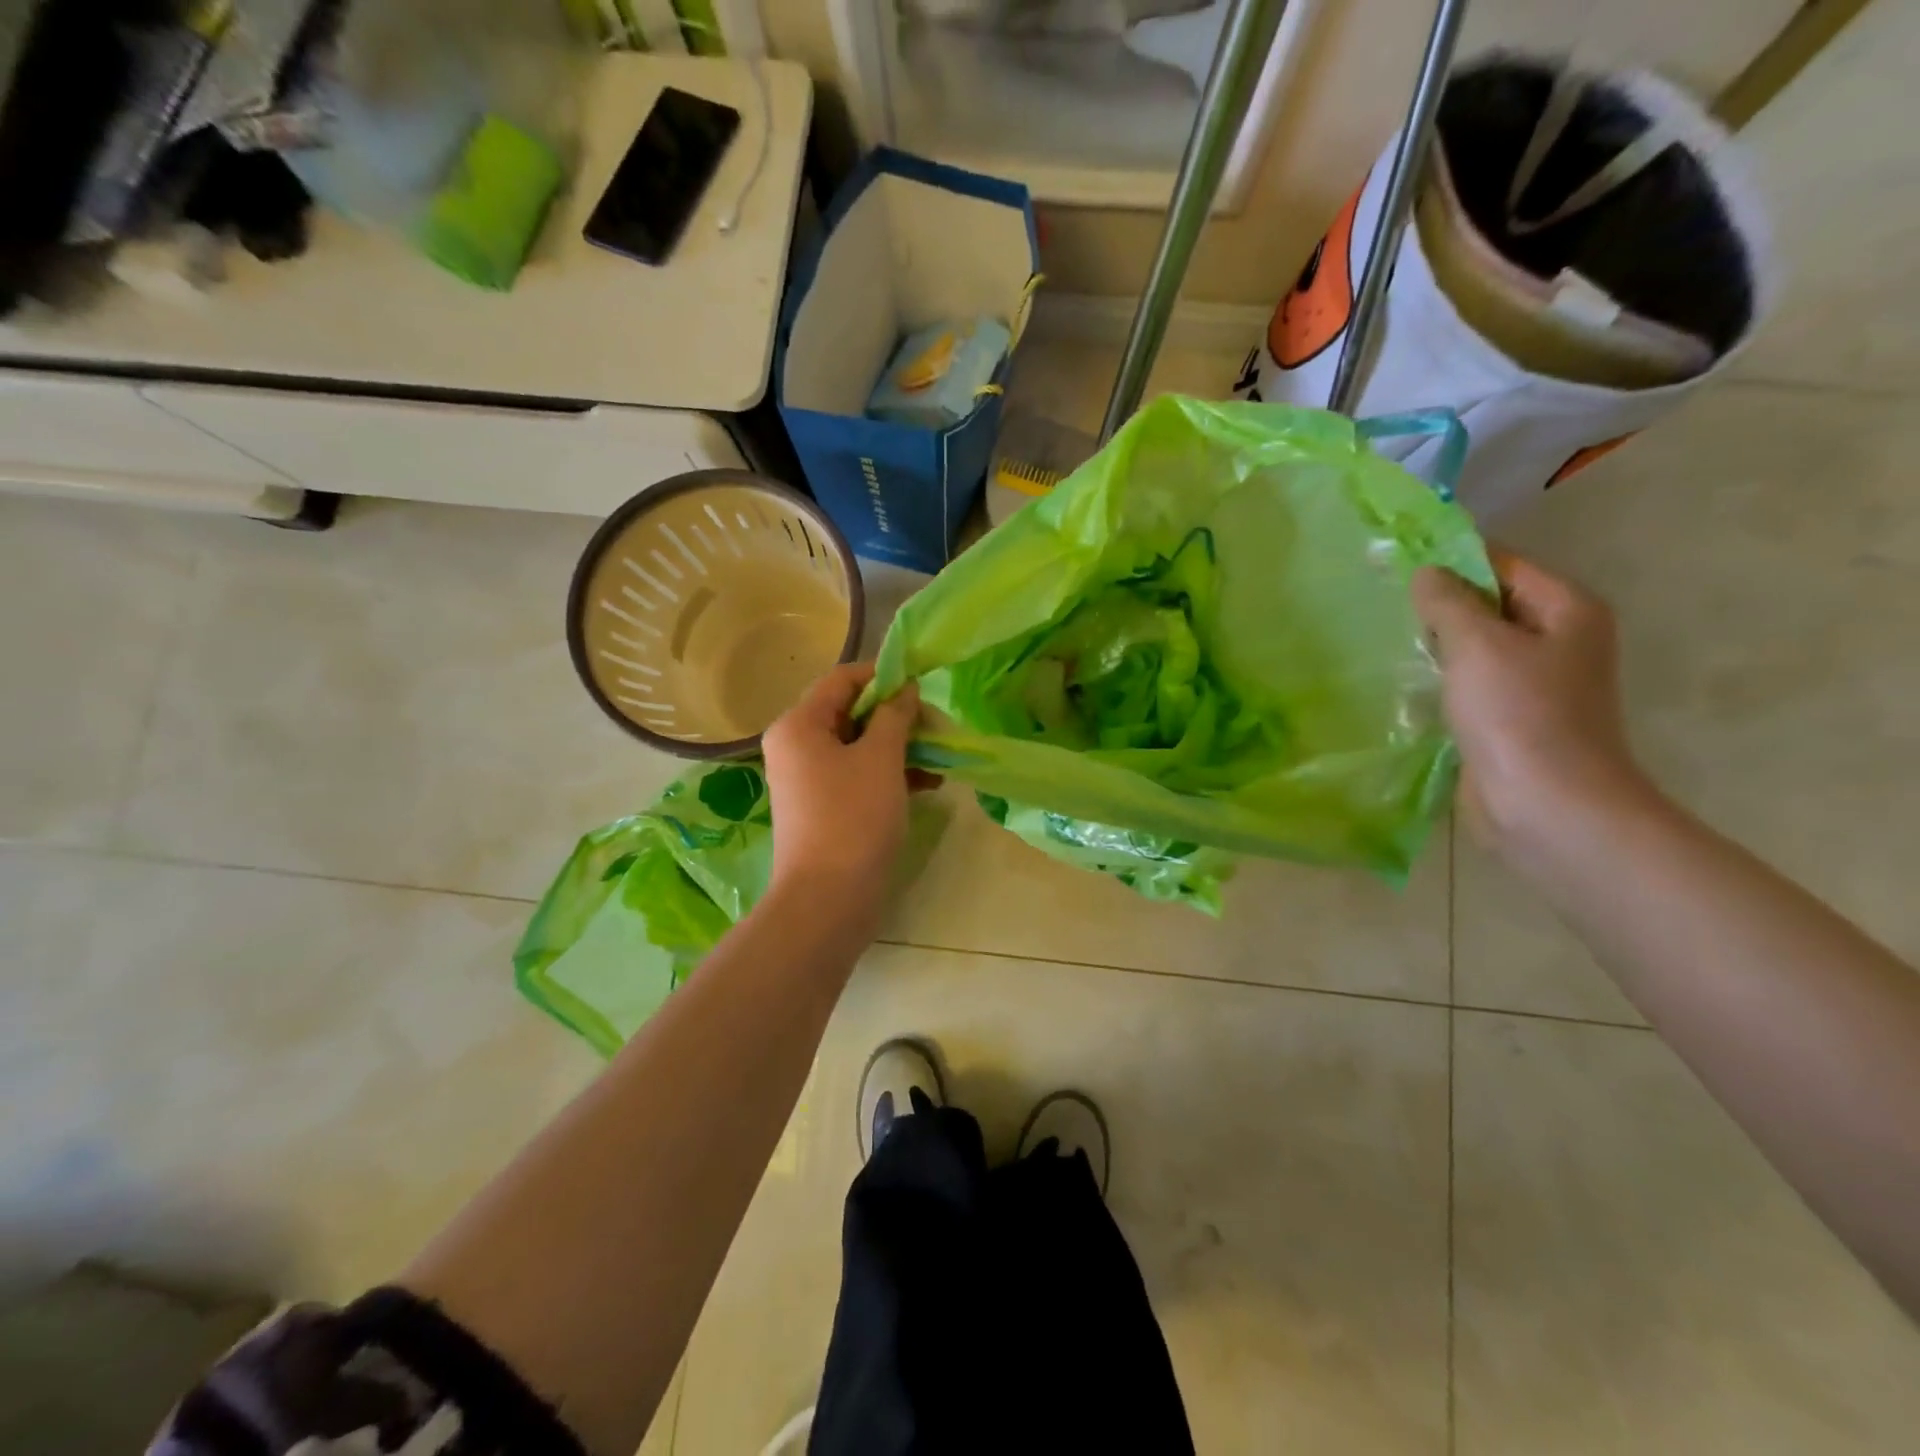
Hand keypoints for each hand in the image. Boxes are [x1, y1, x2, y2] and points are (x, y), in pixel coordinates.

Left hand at [760, 662, 923, 921]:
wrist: (828, 900)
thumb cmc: (853, 818)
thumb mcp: (881, 758)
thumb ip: (894, 715)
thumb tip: (905, 688)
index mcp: (799, 724)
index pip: (842, 679)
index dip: (884, 674)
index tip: (923, 683)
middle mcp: (796, 745)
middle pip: (850, 712)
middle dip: (897, 715)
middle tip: (937, 724)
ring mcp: (808, 779)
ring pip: (859, 746)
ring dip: (899, 746)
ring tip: (941, 755)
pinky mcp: (824, 807)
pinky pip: (858, 775)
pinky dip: (890, 774)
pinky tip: (930, 783)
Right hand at [1412, 549, 1652, 853]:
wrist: (1546, 806)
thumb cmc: (1519, 716)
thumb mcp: (1478, 645)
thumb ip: (1448, 602)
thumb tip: (1426, 573)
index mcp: (1566, 610)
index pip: (1503, 564)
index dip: (1452, 559)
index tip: (1396, 561)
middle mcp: (1558, 641)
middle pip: (1490, 605)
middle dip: (1439, 604)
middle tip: (1383, 601)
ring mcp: (1535, 684)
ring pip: (1476, 647)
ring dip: (1437, 644)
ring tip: (1386, 637)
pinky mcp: (1509, 720)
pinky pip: (1469, 683)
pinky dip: (1441, 678)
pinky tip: (1404, 680)